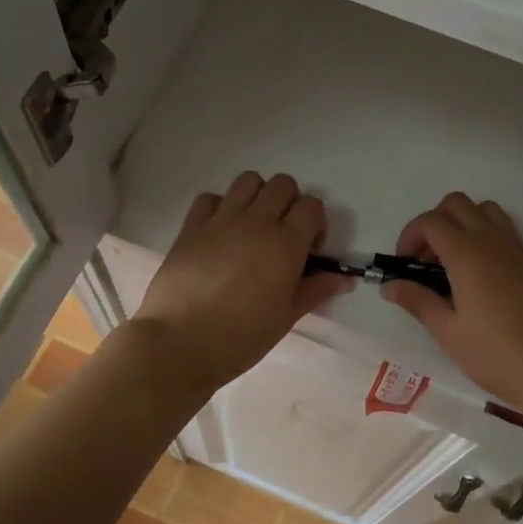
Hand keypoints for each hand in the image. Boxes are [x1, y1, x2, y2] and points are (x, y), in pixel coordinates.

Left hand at [132, 172, 345, 392]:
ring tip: (252, 227)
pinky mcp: (191, 225)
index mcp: (286, 243)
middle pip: (282, 184)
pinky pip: (211, 197)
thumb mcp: (286, 317)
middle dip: (289, 203)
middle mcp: (256, 221)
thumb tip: (344, 279)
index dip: (316, 224)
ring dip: (257, 196)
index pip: (312, 206)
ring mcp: (221, 219)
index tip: (308, 251)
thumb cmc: (241, 337)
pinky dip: (220, 206)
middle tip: (282, 236)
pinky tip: (220, 232)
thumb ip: (315, 290)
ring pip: (248, 180)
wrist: (179, 343)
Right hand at [382, 192, 522, 411]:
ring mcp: (517, 247)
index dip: (410, 235)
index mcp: (467, 254)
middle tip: (425, 261)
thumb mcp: (449, 332)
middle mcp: (492, 240)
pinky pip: (504, 228)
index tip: (404, 264)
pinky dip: (484, 234)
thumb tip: (389, 286)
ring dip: (462, 223)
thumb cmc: (496, 355)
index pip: (431, 221)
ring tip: (452, 262)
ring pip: (484, 210)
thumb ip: (418, 301)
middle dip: (433, 223)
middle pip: (456, 204)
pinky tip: (479, 274)